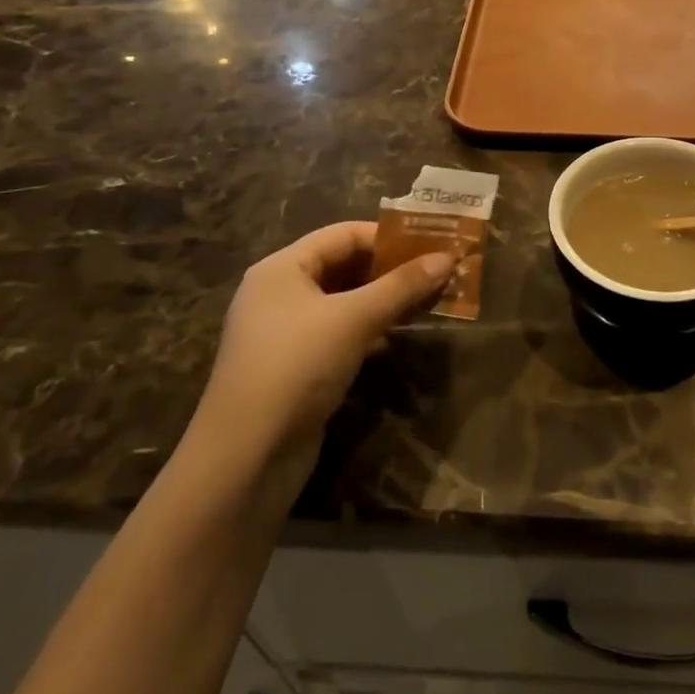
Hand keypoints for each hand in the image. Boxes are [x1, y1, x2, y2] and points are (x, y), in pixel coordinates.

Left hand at [194, 222, 453, 496]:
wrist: (246, 458)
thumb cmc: (296, 367)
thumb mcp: (354, 319)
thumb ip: (401, 286)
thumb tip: (448, 257)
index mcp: (281, 269)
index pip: (342, 235)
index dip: (387, 237)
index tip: (431, 243)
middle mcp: (279, 293)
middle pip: (343, 266)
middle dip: (390, 269)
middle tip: (437, 271)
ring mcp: (286, 332)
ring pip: (344, 302)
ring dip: (384, 300)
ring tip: (429, 299)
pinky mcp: (296, 367)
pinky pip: (340, 333)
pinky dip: (370, 329)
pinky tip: (399, 336)